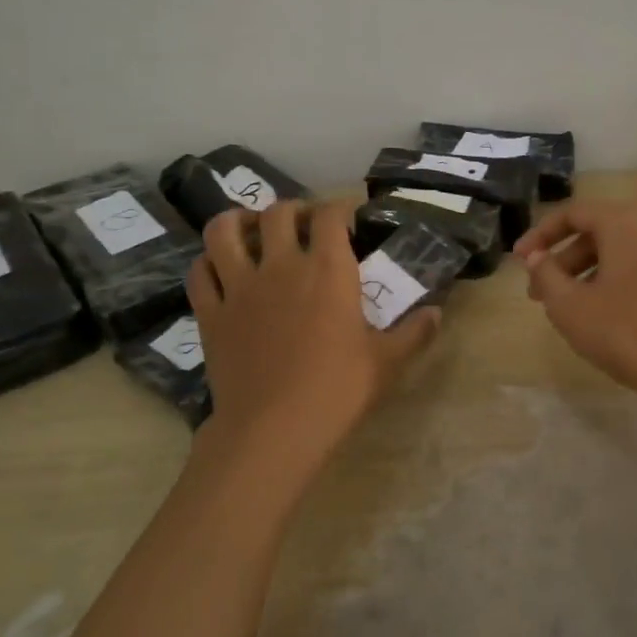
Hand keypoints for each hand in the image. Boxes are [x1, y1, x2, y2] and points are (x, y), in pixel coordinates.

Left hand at [189, 201, 440, 479]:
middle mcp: (281, 266)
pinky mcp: (210, 313)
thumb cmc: (337, 391)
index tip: (347, 215)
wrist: (274, 429)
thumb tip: (437, 313)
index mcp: (328, 271)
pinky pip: (199, 272)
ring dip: (237, 221)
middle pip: (278, 213)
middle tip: (303, 224)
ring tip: (250, 230)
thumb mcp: (386, 363)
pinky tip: (218, 268)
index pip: (330, 215)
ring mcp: (239, 287)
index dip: (339, 207)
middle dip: (293, 210)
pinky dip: (207, 262)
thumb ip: (414, 333)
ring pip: (223, 231)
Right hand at [513, 200, 636, 410]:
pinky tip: (609, 314)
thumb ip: (546, 274)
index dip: (540, 235)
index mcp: (626, 223)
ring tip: (571, 308)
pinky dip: (620, 280)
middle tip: (540, 293)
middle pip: (600, 232)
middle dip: (564, 260)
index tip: (520, 260)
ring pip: (624, 252)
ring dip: (590, 272)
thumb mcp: (569, 306)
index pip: (574, 213)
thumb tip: (537, 258)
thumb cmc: (624, 333)